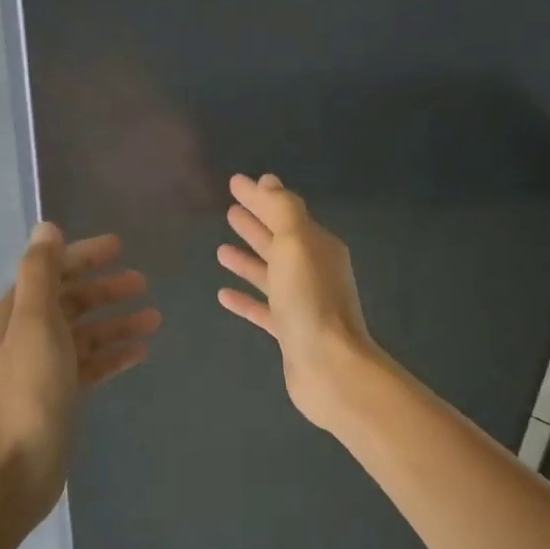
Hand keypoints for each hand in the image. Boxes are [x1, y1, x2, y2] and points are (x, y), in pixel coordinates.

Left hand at [0, 225, 159, 523]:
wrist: (18, 467)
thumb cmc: (29, 390)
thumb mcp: (35, 322)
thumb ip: (41, 274)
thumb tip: (47, 228)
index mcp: (16, 313)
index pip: (53, 271)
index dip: (85, 256)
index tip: (120, 246)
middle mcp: (28, 334)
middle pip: (72, 301)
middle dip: (106, 289)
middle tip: (144, 282)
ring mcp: (46, 366)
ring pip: (87, 333)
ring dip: (118, 322)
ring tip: (155, 317)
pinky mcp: (63, 393)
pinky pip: (93, 364)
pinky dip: (115, 353)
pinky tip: (142, 350)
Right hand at [216, 174, 380, 432]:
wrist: (328, 366)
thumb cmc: (310, 300)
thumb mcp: (296, 243)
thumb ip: (282, 210)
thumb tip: (267, 182)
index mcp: (318, 246)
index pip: (285, 212)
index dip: (260, 197)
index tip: (234, 183)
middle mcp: (313, 271)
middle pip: (279, 241)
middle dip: (256, 224)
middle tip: (230, 210)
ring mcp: (302, 303)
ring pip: (271, 274)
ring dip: (248, 260)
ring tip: (220, 249)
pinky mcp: (290, 332)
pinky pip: (264, 308)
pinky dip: (246, 299)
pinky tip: (223, 294)